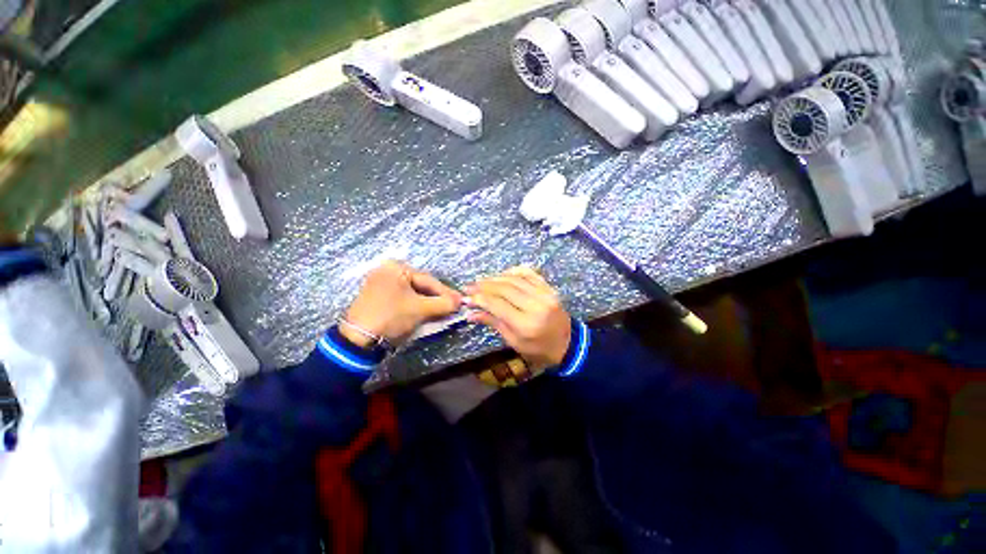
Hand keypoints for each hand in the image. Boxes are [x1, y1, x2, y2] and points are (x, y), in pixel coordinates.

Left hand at [342, 261, 461, 347]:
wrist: (358, 339)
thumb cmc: (391, 317)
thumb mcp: (420, 309)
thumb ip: (443, 304)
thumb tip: (460, 302)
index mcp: (396, 268)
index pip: (428, 280)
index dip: (446, 292)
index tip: (460, 300)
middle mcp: (388, 271)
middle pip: (421, 285)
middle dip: (437, 297)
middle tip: (453, 306)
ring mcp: (382, 283)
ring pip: (413, 292)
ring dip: (428, 302)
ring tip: (443, 310)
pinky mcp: (379, 296)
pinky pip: (404, 297)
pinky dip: (416, 304)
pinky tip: (426, 311)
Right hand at [465, 267, 570, 371]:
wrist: (567, 344)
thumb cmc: (538, 349)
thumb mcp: (514, 342)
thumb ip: (493, 323)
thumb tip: (471, 313)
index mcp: (526, 324)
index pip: (497, 305)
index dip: (479, 299)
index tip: (466, 296)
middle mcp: (536, 305)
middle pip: (504, 289)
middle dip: (484, 286)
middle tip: (470, 286)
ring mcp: (545, 294)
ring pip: (514, 279)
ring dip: (495, 278)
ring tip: (482, 281)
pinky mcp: (549, 288)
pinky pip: (529, 273)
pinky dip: (513, 271)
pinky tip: (502, 274)